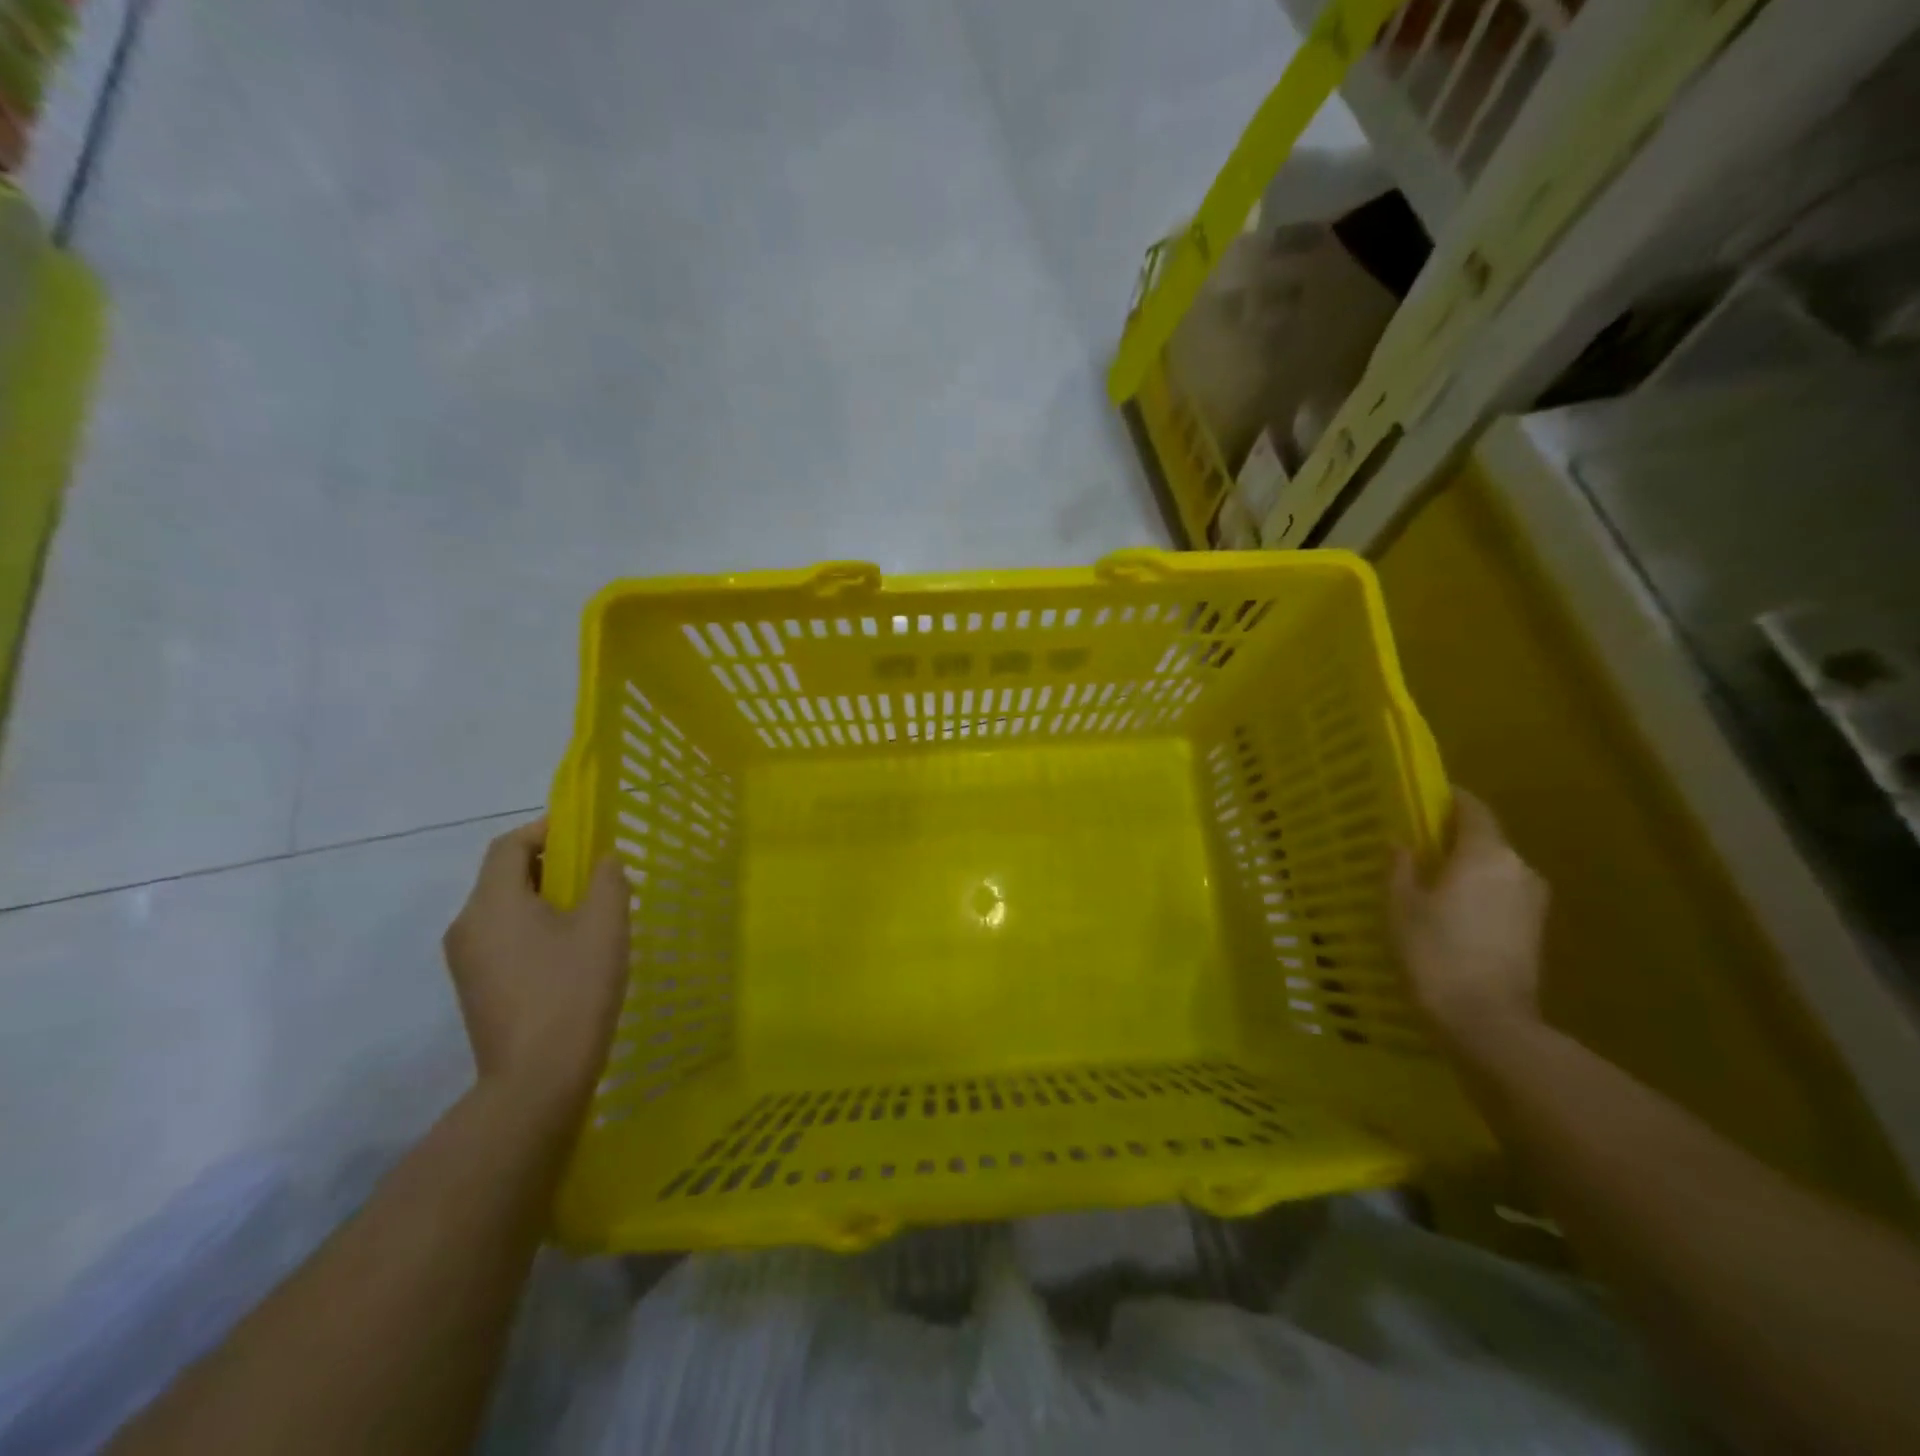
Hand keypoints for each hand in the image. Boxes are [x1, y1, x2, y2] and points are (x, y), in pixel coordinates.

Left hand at [442, 819, 628, 1117]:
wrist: (536, 1079)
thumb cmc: (573, 990)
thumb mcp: (605, 926)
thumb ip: (607, 880)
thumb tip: (603, 860)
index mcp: (493, 903)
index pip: (509, 846)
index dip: (545, 829)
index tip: (584, 831)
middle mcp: (467, 925)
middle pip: (503, 875)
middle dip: (549, 863)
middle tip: (594, 871)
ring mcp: (465, 960)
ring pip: (503, 908)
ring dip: (542, 896)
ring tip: (588, 910)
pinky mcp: (474, 987)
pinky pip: (501, 936)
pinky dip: (532, 925)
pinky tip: (568, 948)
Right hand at [1390, 790, 1548, 1043]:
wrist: (1487, 1020)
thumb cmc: (1434, 952)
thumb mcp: (1401, 905)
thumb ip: (1401, 867)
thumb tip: (1401, 842)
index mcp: (1486, 853)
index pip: (1473, 809)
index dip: (1450, 800)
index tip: (1425, 799)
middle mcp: (1518, 868)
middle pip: (1487, 839)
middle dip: (1454, 838)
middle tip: (1417, 845)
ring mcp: (1533, 901)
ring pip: (1496, 869)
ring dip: (1468, 868)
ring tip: (1431, 881)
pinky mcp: (1535, 930)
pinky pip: (1503, 895)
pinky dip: (1479, 893)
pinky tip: (1452, 911)